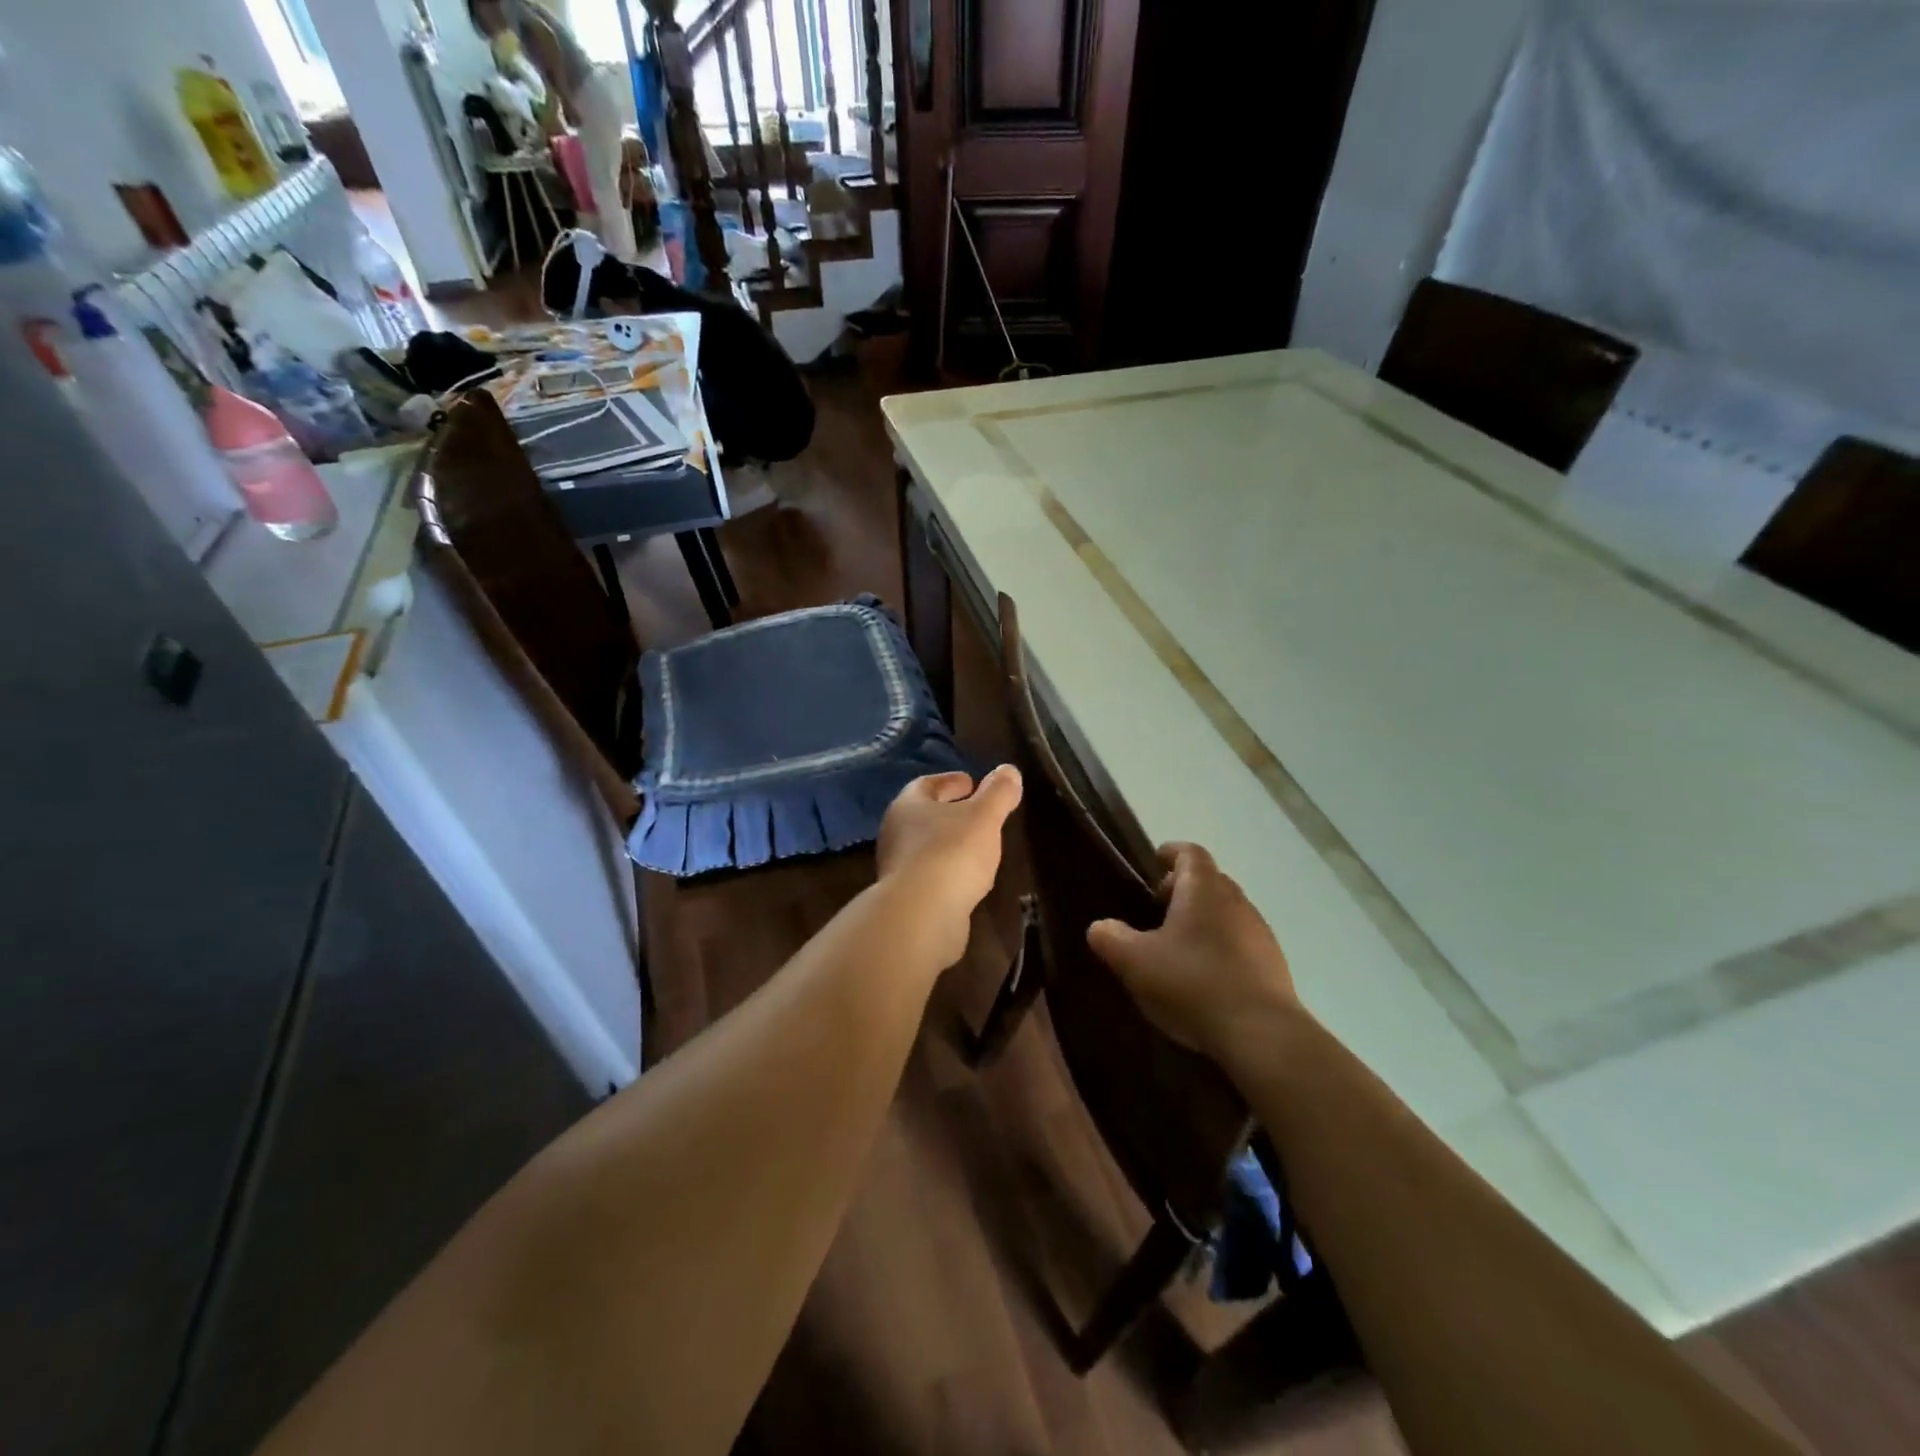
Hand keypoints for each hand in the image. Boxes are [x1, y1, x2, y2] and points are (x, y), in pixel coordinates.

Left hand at [876, 767, 1022, 967]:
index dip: (951, 781)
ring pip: (926, 847)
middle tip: (977, 813)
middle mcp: (895, 833)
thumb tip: (1009, 770)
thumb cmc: (951, 853)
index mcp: (908, 806)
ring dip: (949, 844)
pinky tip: (968, 880)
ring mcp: (897, 869)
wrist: (921, 915)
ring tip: (978, 847)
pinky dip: (948, 872)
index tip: (972, 782)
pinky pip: (930, 876)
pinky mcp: (906, 900)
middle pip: (924, 816)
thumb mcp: (984, 817)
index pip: (927, 785)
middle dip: (950, 812)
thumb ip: (998, 793)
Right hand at [1086, 843, 1298, 1065]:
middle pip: (1210, 880)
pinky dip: (1221, 946)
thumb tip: (1100, 927)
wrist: (1261, 1034)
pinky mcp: (1274, 965)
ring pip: (1227, 912)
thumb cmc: (1192, 982)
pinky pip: (1241, 942)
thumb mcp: (1135, 961)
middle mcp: (1237, 901)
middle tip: (1158, 908)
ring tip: (1178, 946)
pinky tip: (1204, 976)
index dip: (1171, 853)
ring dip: (1203, 919)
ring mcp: (1260, 933)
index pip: (1190, 853)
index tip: (1154, 861)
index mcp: (1204, 888)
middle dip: (1184, 888)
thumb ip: (1111, 938)